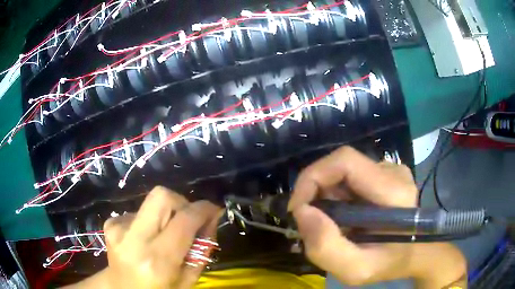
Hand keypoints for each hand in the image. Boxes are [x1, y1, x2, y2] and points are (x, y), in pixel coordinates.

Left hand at [67, 186, 220, 288]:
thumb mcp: (189, 279)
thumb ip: (202, 248)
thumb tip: (211, 218)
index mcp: (158, 260)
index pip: (184, 220)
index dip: (203, 209)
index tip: (213, 209)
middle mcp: (134, 240)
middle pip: (162, 196)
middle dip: (181, 202)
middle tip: (187, 219)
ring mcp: (118, 228)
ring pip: (151, 202)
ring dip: (165, 215)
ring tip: (163, 236)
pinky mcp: (110, 223)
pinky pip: (139, 211)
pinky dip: (149, 221)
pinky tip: (146, 239)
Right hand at [288, 146, 466, 287]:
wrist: (417, 253)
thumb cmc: (390, 263)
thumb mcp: (357, 270)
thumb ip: (327, 248)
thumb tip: (303, 213)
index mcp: (394, 192)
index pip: (345, 161)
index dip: (313, 178)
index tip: (298, 209)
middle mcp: (394, 172)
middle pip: (341, 166)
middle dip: (317, 192)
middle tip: (312, 222)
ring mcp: (392, 170)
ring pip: (344, 173)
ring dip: (327, 196)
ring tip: (333, 224)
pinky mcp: (387, 173)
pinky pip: (351, 178)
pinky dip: (338, 196)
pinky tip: (345, 216)